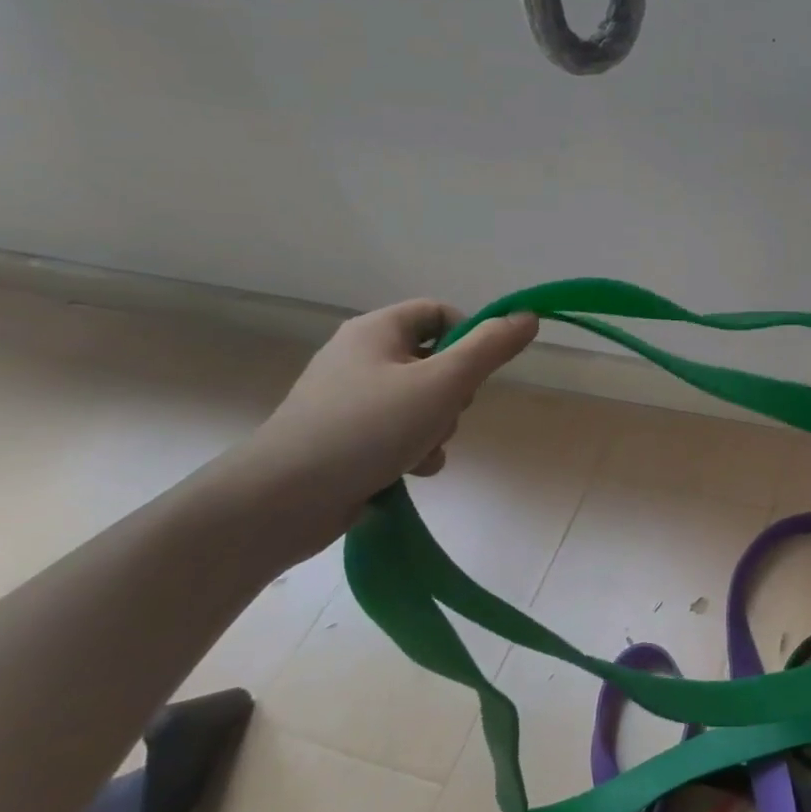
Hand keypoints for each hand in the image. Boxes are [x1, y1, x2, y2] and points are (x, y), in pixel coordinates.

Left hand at [241, 301, 537, 519]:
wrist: (282, 498)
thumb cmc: (368, 428)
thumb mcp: (443, 383)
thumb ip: (490, 348)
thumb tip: (528, 316)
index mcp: (376, 331)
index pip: (439, 313)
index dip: (469, 337)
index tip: (479, 372)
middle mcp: (359, 357)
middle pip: (434, 360)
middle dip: (454, 394)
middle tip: (447, 414)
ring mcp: (348, 399)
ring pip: (421, 402)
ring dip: (437, 428)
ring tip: (423, 451)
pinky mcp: (343, 437)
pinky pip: (397, 432)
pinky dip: (413, 449)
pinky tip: (409, 471)